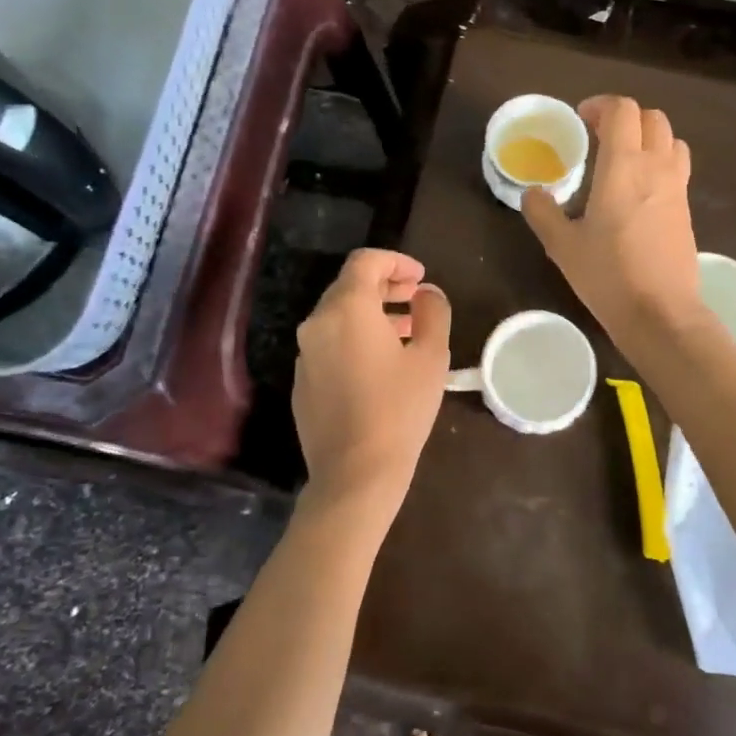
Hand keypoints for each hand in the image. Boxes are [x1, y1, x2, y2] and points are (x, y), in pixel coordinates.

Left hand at [292, 248, 451, 515]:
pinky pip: (329, 345)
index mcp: (347, 309)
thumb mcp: (431, 357)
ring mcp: (305, 354)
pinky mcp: (303, 382)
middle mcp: (317, 323)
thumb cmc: (399, 409)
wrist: (355, 474)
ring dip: (372, 314)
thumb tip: (427, 293)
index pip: (365, 261)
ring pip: (339, 317)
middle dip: (385, 286)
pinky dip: (355, 340)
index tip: (421, 278)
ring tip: (406, 332)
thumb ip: (432, 312)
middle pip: (349, 287)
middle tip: (417, 299)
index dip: (396, 261)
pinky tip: (381, 366)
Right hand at [522, 96, 706, 346]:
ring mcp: (677, 187)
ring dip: (647, 137)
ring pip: (671, 139)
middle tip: (600, 136)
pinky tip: (638, 191)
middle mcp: (656, 167)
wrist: (661, 312)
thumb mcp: (562, 246)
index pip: (623, 110)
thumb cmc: (608, 275)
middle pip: (652, 117)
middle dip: (626, 118)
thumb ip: (543, 213)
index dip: (602, 105)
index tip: (582, 120)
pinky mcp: (686, 209)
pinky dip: (659, 162)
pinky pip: (677, 167)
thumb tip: (532, 193)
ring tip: (623, 158)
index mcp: (623, 166)